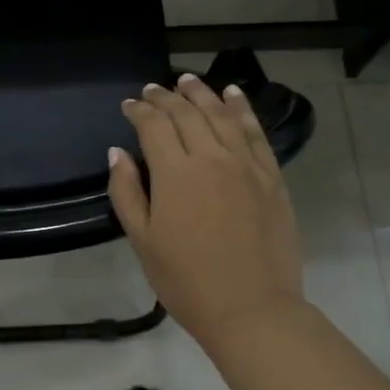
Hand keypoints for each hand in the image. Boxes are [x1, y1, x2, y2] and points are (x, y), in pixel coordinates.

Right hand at [107, 74, 306, 349]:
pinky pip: (255, 132)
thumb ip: (127, 192)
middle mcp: (212, 157)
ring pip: (222, 114)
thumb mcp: (142, 241)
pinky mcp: (272, 176)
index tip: (129, 105)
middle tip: (153, 89)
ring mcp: (247, 164)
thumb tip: (118, 153)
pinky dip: (242, 109)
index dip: (139, 110)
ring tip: (188, 80)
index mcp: (175, 173)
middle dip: (166, 97)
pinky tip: (233, 95)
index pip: (154, 125)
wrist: (252, 309)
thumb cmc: (186, 281)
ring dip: (202, 93)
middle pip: (187, 113)